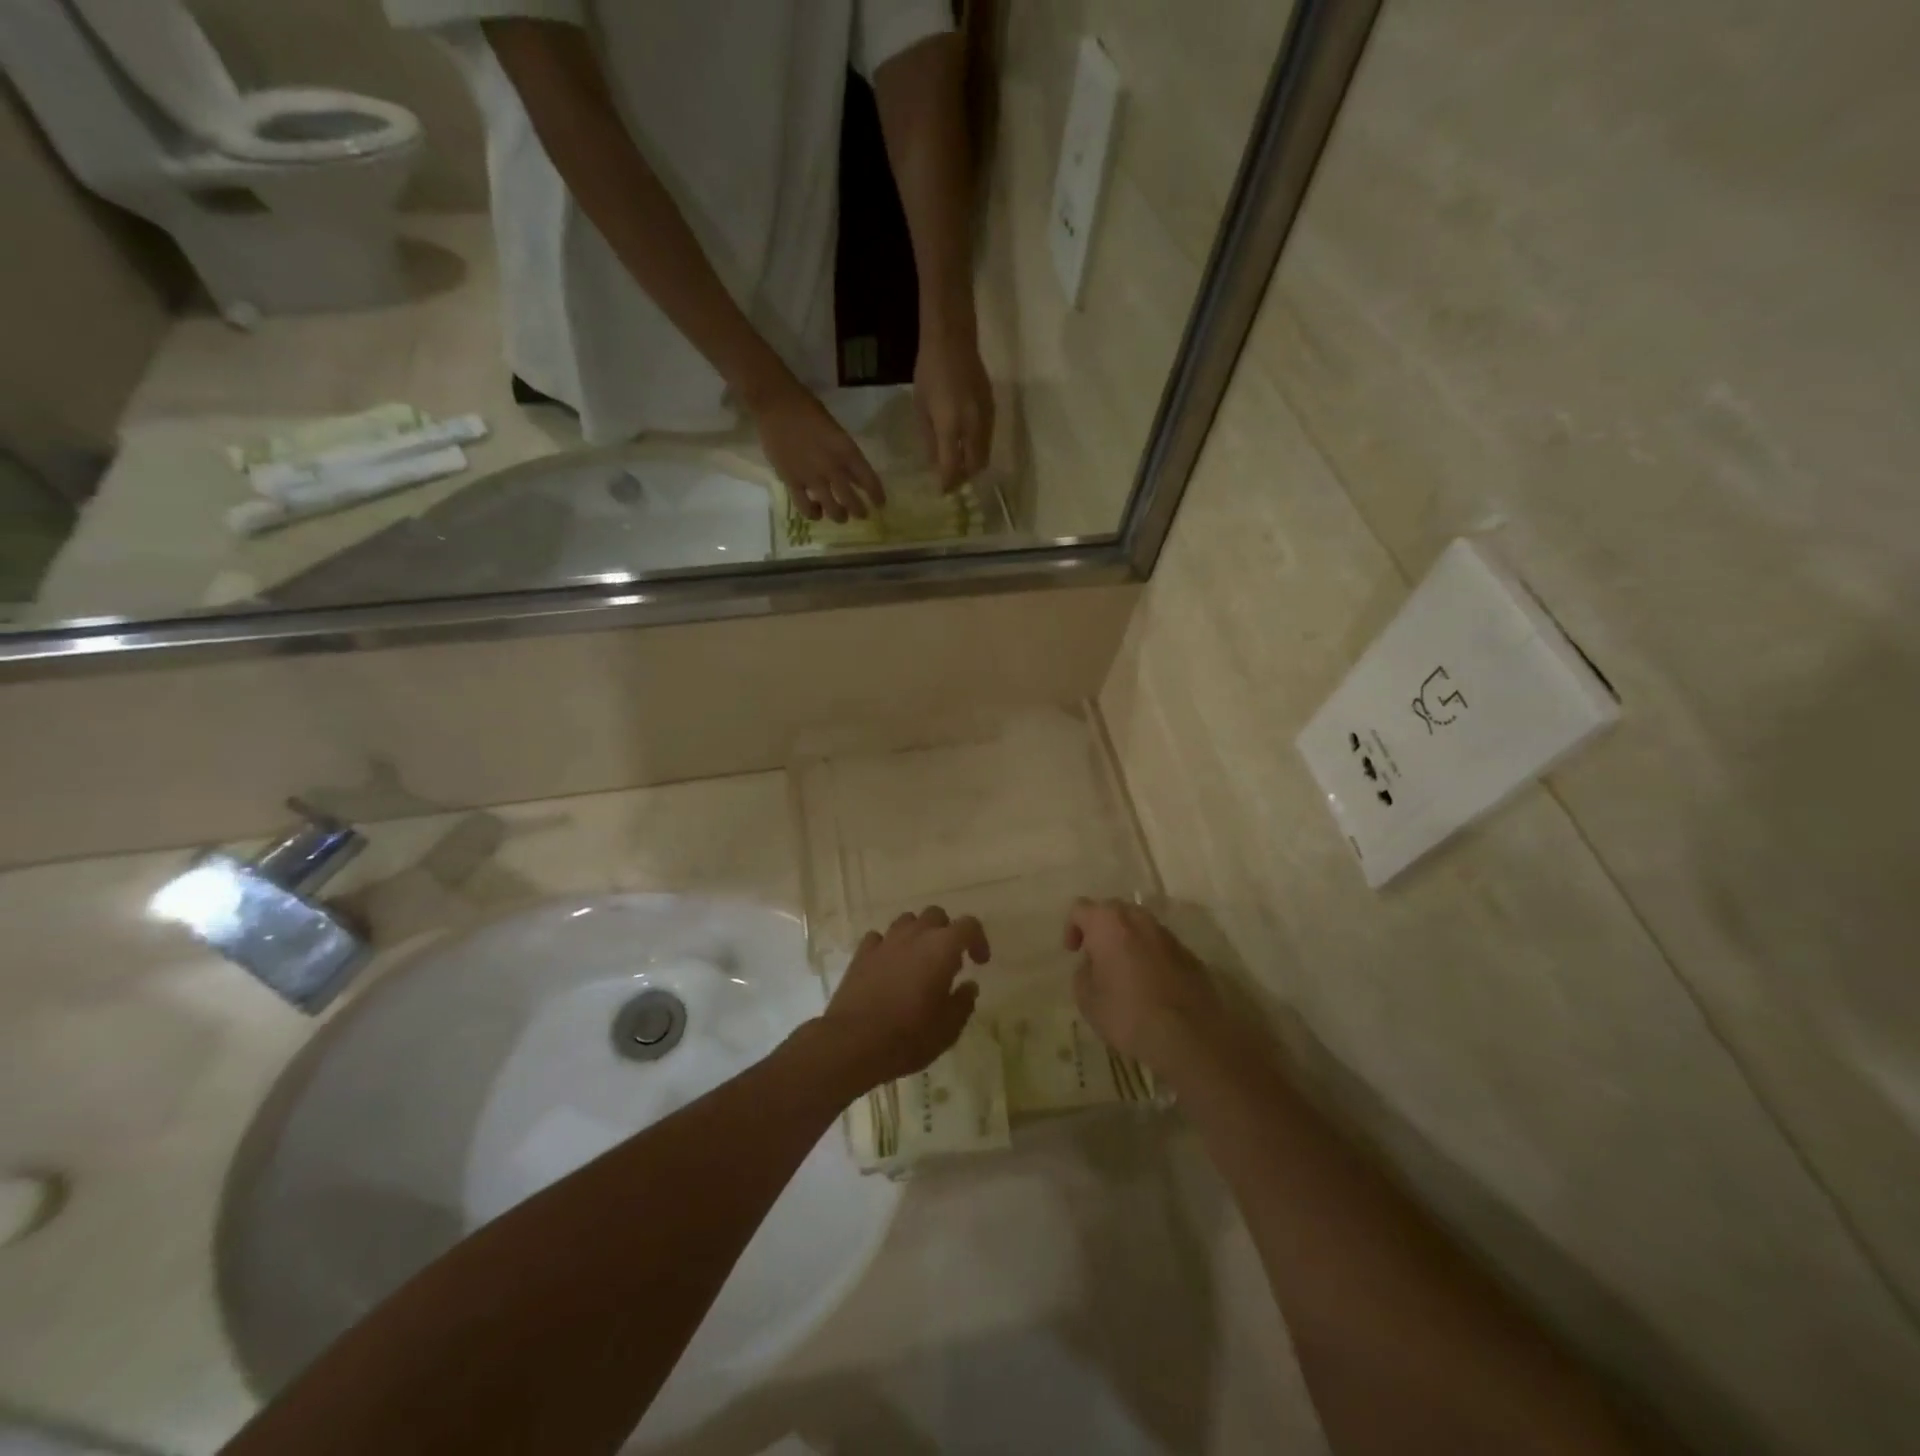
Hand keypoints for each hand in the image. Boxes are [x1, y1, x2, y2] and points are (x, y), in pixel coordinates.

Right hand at [749, 382, 884, 522]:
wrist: (776, 404)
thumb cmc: (808, 410)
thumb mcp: (836, 431)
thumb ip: (846, 455)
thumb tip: (856, 479)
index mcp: (846, 451)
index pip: (869, 480)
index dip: (876, 496)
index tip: (880, 504)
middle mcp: (832, 468)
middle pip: (852, 501)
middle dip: (859, 511)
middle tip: (861, 515)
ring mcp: (812, 477)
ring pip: (831, 509)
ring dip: (839, 516)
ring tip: (840, 517)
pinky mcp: (792, 482)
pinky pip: (805, 507)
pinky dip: (813, 513)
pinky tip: (816, 512)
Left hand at [822, 906, 990, 1092]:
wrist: (853, 1042)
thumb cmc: (909, 1036)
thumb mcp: (948, 1029)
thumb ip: (963, 1003)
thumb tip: (969, 986)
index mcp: (942, 948)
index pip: (969, 925)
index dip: (978, 940)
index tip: (979, 962)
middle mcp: (914, 935)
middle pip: (936, 915)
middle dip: (946, 932)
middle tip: (949, 960)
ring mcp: (885, 941)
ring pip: (907, 921)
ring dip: (917, 934)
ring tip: (918, 961)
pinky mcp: (861, 953)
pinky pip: (879, 938)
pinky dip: (889, 946)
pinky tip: (889, 966)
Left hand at [913, 326, 994, 491]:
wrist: (953, 339)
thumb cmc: (929, 372)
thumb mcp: (920, 408)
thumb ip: (929, 440)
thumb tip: (935, 465)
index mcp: (950, 426)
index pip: (953, 467)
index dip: (948, 483)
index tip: (942, 491)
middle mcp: (973, 426)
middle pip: (975, 466)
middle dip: (964, 477)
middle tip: (952, 481)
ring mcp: (986, 418)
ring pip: (985, 455)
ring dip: (973, 465)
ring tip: (960, 467)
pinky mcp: (993, 410)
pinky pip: (988, 440)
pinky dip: (978, 450)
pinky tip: (967, 447)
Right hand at [1066, 899, 1229, 1079]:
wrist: (1190, 1036)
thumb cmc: (1128, 1014)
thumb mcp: (1087, 999)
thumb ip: (1083, 973)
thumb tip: (1093, 964)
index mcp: (1108, 924)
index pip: (1081, 908)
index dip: (1072, 927)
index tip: (1074, 952)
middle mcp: (1139, 919)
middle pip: (1113, 911)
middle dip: (1101, 929)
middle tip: (1096, 957)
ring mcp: (1168, 935)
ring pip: (1140, 927)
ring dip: (1127, 941)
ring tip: (1123, 972)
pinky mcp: (1189, 954)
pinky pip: (1160, 946)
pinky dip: (1150, 956)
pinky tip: (1150, 985)